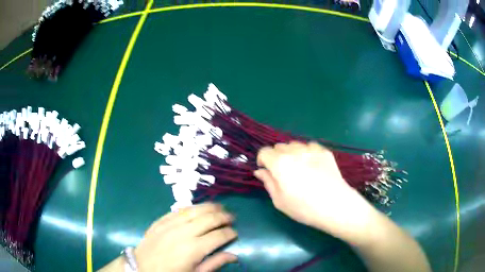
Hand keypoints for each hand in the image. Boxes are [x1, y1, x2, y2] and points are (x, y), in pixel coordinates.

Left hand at [135, 203, 237, 271]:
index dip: (230, 233)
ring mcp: (170, 224)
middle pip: (209, 219)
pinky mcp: (160, 221)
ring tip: (219, 207)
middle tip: (231, 218)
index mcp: (194, 249)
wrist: (142, 268)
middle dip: (224, 217)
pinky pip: (178, 210)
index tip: (235, 233)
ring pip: (195, 210)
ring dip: (209, 207)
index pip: (219, 236)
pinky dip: (191, 207)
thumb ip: (215, 263)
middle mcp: (184, 233)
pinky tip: (197, 208)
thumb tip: (234, 256)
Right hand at [254, 141, 372, 236]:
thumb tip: (260, 171)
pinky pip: (310, 146)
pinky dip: (307, 152)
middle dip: (276, 157)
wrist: (335, 206)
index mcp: (280, 163)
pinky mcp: (325, 152)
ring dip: (291, 153)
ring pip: (294, 144)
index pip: (265, 151)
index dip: (263, 160)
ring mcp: (312, 149)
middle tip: (283, 173)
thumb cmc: (304, 208)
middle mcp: (295, 151)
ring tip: (298, 168)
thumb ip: (268, 182)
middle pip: (279, 146)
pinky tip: (312, 165)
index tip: (267, 171)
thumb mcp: (279, 200)